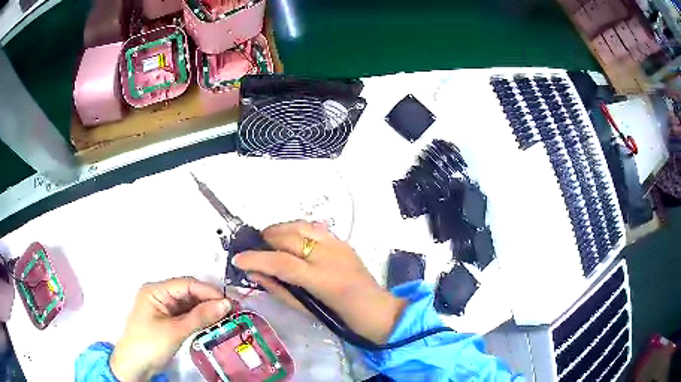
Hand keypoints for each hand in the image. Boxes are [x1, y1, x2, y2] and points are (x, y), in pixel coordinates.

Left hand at [110, 277, 231, 380]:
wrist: (135, 365)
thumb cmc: (150, 344)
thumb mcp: (175, 331)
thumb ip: (200, 317)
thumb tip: (226, 304)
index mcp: (155, 291)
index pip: (186, 284)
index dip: (208, 291)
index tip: (229, 302)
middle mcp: (159, 295)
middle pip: (188, 293)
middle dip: (208, 301)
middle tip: (231, 310)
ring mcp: (163, 309)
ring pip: (188, 304)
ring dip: (205, 310)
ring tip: (225, 317)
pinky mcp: (167, 321)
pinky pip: (186, 315)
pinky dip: (198, 319)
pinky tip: (212, 323)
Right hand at [233, 221, 406, 343]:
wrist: (378, 311)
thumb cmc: (341, 319)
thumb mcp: (307, 310)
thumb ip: (279, 289)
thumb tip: (255, 273)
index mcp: (322, 279)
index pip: (280, 262)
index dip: (255, 259)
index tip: (238, 258)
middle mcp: (330, 255)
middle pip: (289, 236)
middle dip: (265, 239)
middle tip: (253, 249)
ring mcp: (338, 245)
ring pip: (301, 225)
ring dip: (279, 230)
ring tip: (268, 241)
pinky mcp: (343, 241)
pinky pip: (314, 228)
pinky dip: (296, 229)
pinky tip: (290, 240)